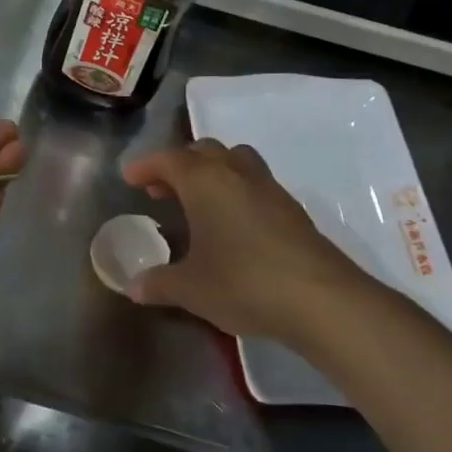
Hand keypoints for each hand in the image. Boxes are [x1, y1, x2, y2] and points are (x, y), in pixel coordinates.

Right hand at [121, 140, 377, 344]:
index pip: (169, 159)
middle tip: (160, 191)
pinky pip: (254, 185)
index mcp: (205, 181)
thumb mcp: (189, 288)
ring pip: (235, 162)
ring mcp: (270, 189)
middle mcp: (237, 174)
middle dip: (178, 165)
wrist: (321, 299)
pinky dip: (235, 192)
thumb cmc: (242, 282)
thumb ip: (158, 283)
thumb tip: (133, 287)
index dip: (146, 166)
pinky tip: (230, 225)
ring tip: (197, 202)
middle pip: (204, 152)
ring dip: (211, 173)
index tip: (130, 178)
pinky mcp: (292, 210)